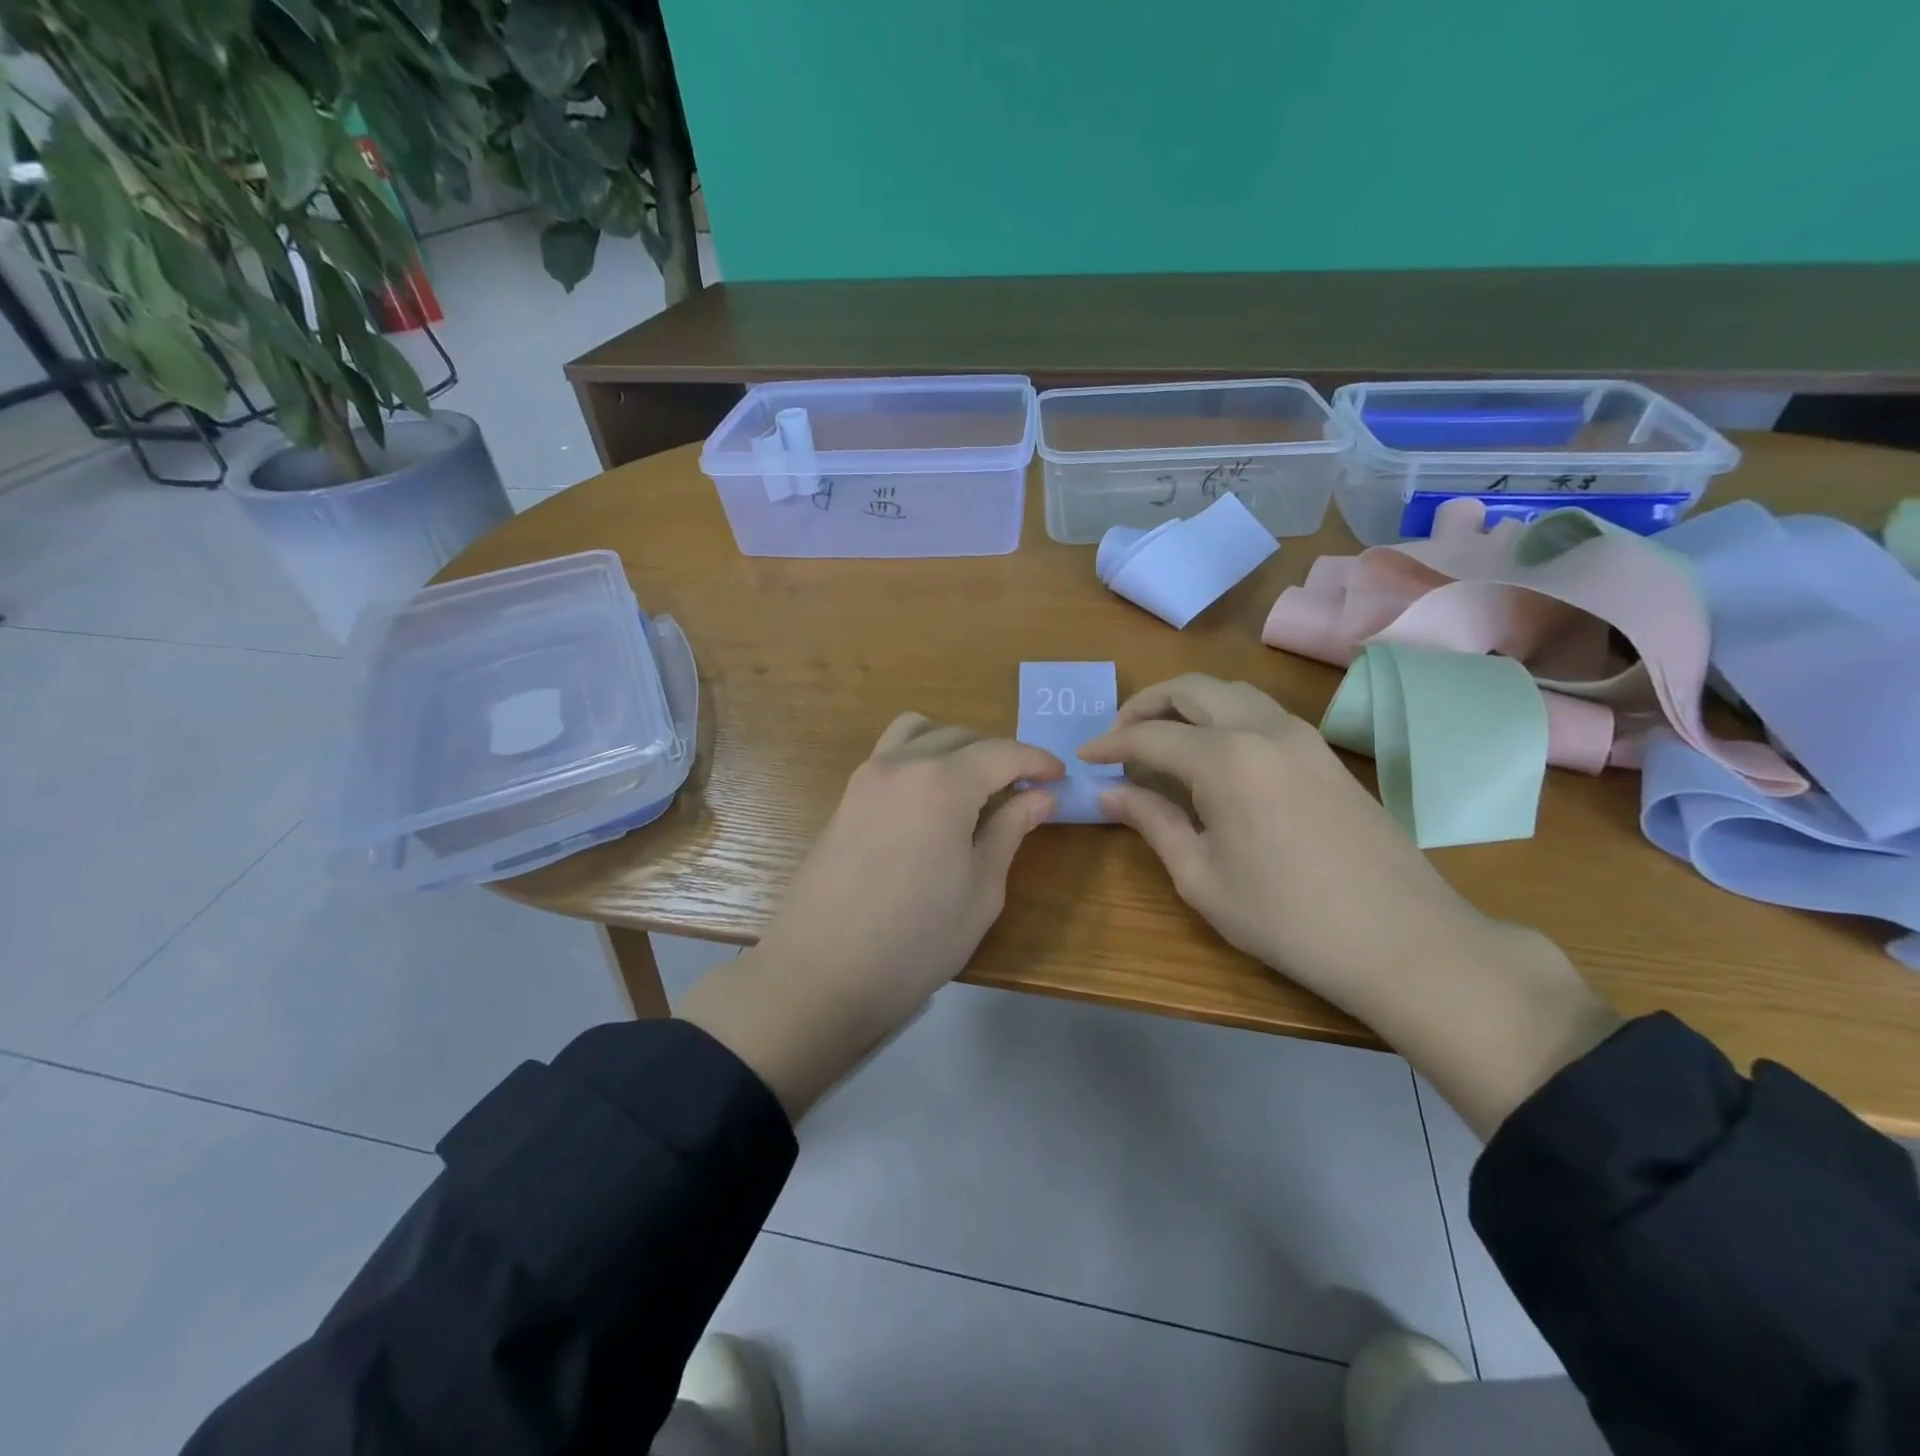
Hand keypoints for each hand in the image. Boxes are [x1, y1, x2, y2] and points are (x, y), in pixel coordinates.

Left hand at [679, 713, 1061, 1116]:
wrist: (821, 974)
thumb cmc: (916, 940)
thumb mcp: (981, 890)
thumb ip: (1010, 831)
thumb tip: (1040, 797)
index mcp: (942, 783)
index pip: (1001, 753)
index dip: (1036, 761)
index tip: (1059, 778)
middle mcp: (901, 765)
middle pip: (960, 737)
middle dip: (998, 755)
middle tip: (1022, 790)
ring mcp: (865, 778)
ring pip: (917, 733)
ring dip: (953, 746)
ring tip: (973, 786)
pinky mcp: (845, 799)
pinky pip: (889, 756)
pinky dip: (919, 759)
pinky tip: (930, 802)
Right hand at [1080, 674, 1617, 1138]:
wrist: (1404, 940)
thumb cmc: (1287, 918)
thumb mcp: (1201, 878)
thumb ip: (1152, 823)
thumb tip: (1110, 793)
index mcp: (1225, 758)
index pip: (1150, 735)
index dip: (1110, 743)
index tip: (1084, 757)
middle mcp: (1262, 728)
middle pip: (1192, 688)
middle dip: (1146, 704)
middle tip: (1119, 737)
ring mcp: (1302, 736)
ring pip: (1232, 691)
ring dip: (1188, 703)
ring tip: (1163, 741)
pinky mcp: (1326, 753)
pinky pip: (1262, 711)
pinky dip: (1224, 716)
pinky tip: (1214, 756)